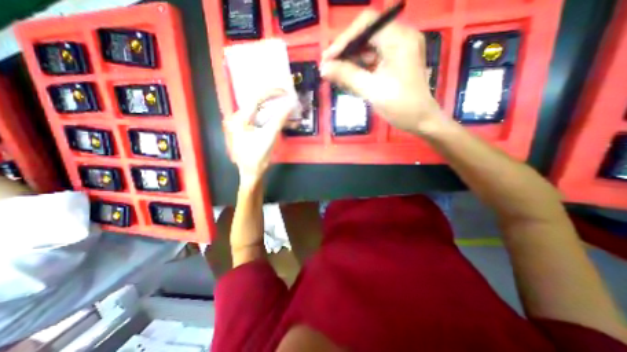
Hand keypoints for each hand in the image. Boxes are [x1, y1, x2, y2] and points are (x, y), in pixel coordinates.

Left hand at [225, 89, 295, 187]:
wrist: (252, 174)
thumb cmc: (257, 157)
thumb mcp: (269, 137)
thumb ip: (279, 119)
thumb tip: (291, 104)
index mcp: (241, 118)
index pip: (256, 98)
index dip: (272, 93)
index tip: (286, 92)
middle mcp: (242, 118)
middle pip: (261, 104)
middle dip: (277, 102)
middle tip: (291, 100)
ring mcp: (248, 125)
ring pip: (265, 114)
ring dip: (280, 114)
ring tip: (293, 115)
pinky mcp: (254, 131)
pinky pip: (266, 122)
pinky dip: (277, 122)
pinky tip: (288, 123)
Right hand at [320, 9, 447, 134]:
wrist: (421, 121)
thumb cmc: (401, 106)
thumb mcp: (372, 91)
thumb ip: (347, 76)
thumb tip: (324, 68)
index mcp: (399, 39)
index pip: (366, 24)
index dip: (344, 39)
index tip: (328, 59)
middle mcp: (399, 38)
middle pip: (365, 35)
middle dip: (345, 52)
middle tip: (328, 68)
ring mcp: (397, 51)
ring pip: (366, 49)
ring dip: (349, 61)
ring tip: (335, 76)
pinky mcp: (393, 63)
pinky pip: (371, 60)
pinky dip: (358, 69)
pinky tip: (348, 79)